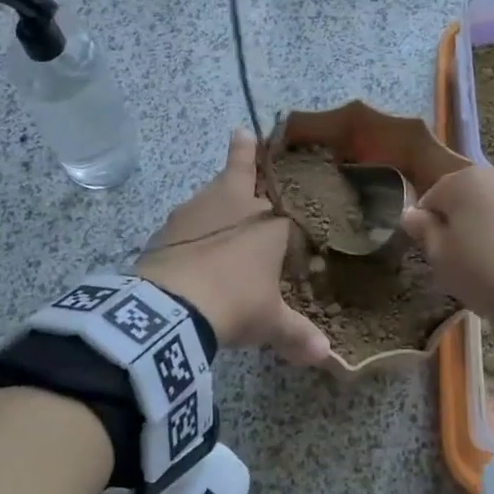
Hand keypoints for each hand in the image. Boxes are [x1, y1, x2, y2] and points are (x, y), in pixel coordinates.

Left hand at [135, 130, 331, 365]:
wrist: (173, 306)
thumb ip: (297, 334)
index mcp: (267, 220)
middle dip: (243, 153)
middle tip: (242, 135)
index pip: (280, 189)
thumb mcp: (269, 322)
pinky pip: (186, 219)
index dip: (275, 172)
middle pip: (238, 169)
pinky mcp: (166, 229)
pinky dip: (192, 225)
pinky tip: (191, 243)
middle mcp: (233, 204)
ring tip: (220, 194)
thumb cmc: (236, 302)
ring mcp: (195, 212)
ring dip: (217, 192)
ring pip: (210, 191)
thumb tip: (327, 358)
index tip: (262, 141)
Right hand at [401, 163, 493, 353]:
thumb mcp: (443, 262)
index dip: (434, 223)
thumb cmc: (491, 280)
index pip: (436, 196)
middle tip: (481, 255)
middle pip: (478, 192)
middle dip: (475, 215)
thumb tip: (412, 213)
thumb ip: (424, 231)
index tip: (442, 250)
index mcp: (465, 182)